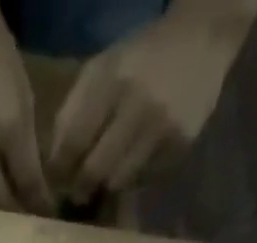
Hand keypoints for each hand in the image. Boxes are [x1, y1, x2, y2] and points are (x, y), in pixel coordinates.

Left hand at [48, 6, 249, 204]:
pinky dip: (131, 178)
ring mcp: (163, 129)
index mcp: (114, 81)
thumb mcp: (101, 69)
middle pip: (94, 171)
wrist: (203, 38)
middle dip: (79, 187)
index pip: (73, 143)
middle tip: (76, 190)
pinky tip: (132, 162)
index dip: (59, 170)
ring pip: (118, 182)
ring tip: (103, 177)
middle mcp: (139, 106)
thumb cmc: (140, 57)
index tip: (55, 180)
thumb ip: (72, 112)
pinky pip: (143, 179)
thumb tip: (53, 163)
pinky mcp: (180, 146)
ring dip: (105, 185)